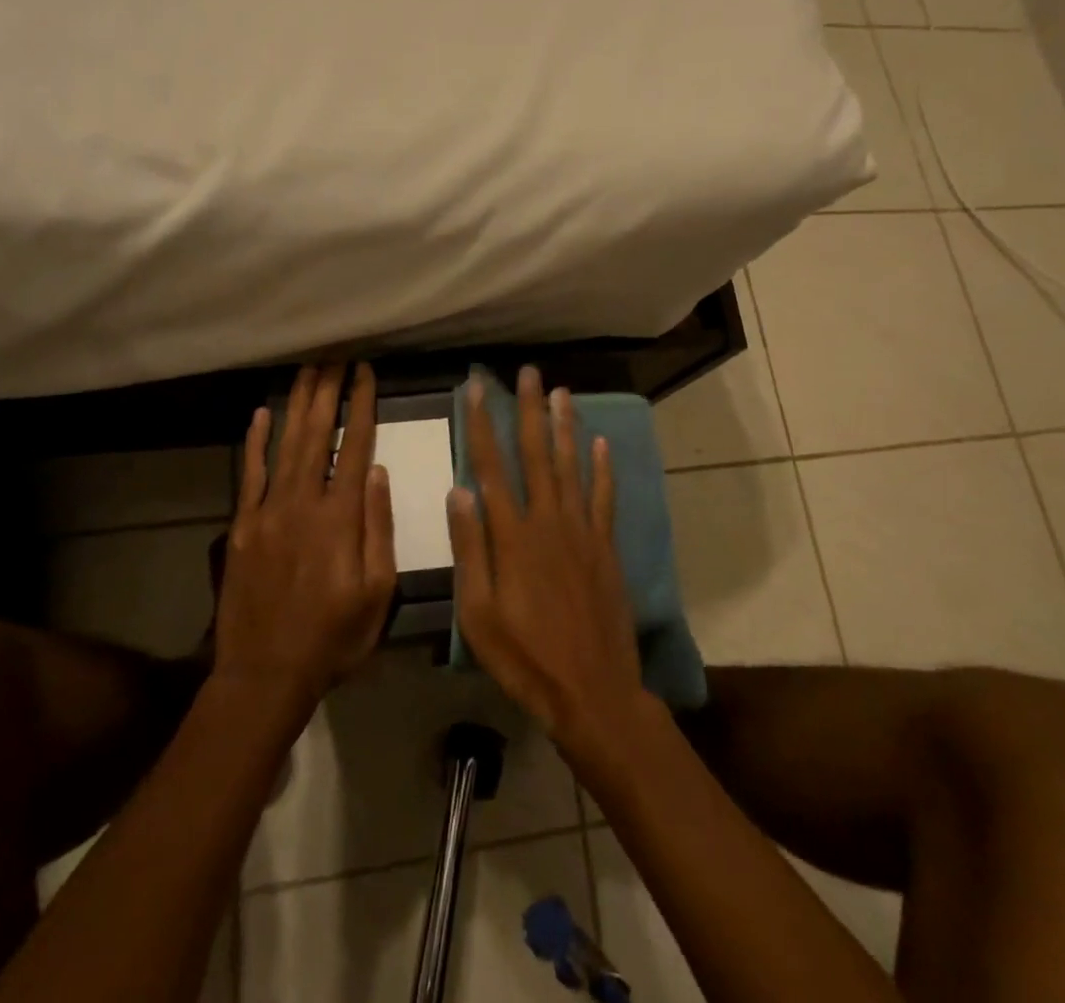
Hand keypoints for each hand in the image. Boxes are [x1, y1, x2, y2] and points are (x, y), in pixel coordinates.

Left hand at [213, 363, 396, 710]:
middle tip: (335, 354)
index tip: (366, 372)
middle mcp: (303, 502)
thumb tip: (379, 472)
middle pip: (317, 433)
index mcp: (340, 517)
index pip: (355, 445)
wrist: (265, 674)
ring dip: (297, 403)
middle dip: (328, 390)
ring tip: (308, 369)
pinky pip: (249, 474)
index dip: (361, 405)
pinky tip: (262, 413)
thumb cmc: (333, 637)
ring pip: (286, 444)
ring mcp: (267, 511)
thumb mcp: (377, 592)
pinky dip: (255, 441)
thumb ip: (378, 528)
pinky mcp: (242, 526)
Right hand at [447, 367, 648, 755]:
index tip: (477, 389)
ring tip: (561, 392)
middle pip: (536, 454)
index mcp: (512, 536)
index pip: (492, 466)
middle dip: (529, 410)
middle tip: (527, 373)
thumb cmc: (524, 657)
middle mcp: (548, 521)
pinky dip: (603, 468)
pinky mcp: (606, 547)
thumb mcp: (478, 613)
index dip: (483, 424)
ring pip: (572, 466)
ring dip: (565, 427)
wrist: (592, 691)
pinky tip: (601, 443)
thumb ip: (470, 549)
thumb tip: (458, 490)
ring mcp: (582, 532)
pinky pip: (604, 498)